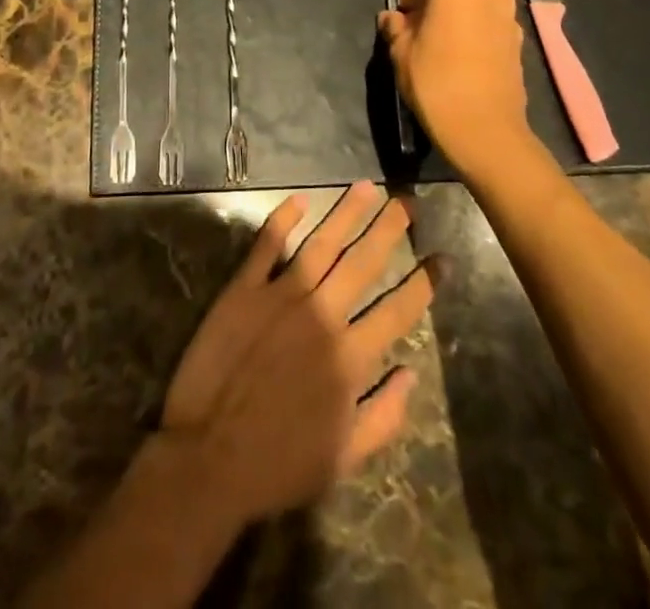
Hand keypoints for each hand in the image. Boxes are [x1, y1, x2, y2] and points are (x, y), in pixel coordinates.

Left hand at [159, 183, 432, 524]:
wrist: (208, 456)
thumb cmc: (279, 464)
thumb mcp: (344, 458)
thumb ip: (384, 416)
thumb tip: (412, 373)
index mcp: (350, 358)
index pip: (398, 310)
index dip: (424, 282)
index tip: (441, 256)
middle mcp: (321, 316)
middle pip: (362, 262)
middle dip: (388, 228)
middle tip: (406, 201)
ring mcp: (281, 297)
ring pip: (321, 243)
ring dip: (346, 213)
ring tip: (366, 186)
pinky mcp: (243, 289)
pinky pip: (267, 245)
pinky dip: (283, 219)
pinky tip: (299, 200)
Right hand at [378, 0, 535, 179]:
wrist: (485, 129)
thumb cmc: (435, 80)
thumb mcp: (401, 52)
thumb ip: (395, 28)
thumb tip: (392, 19)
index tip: (402, 16)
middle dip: (434, 3)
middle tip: (417, 31)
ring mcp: (509, 16)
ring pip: (474, 7)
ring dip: (456, 18)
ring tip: (439, 48)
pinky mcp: (520, 42)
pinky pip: (489, 27)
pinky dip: (474, 35)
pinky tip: (461, 61)